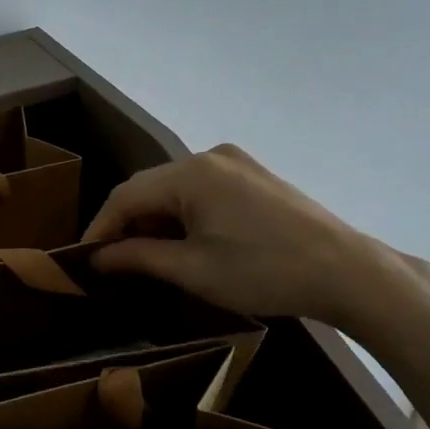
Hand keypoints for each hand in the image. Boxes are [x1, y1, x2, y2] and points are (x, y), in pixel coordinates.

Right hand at [81, 144, 421, 327]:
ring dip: (155, 221)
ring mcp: (236, 162)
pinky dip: (183, 215)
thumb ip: (137, 258)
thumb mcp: (192, 270)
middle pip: (149, 188)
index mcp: (191, 173)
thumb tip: (97, 258)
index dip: (99, 228)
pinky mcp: (254, 176)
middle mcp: (210, 156)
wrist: (346, 271)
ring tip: (145, 257)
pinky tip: (183, 242)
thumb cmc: (263, 272)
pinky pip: (202, 190)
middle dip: (126, 225)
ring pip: (175, 189)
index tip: (83, 260)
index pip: (125, 196)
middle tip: (112, 263)